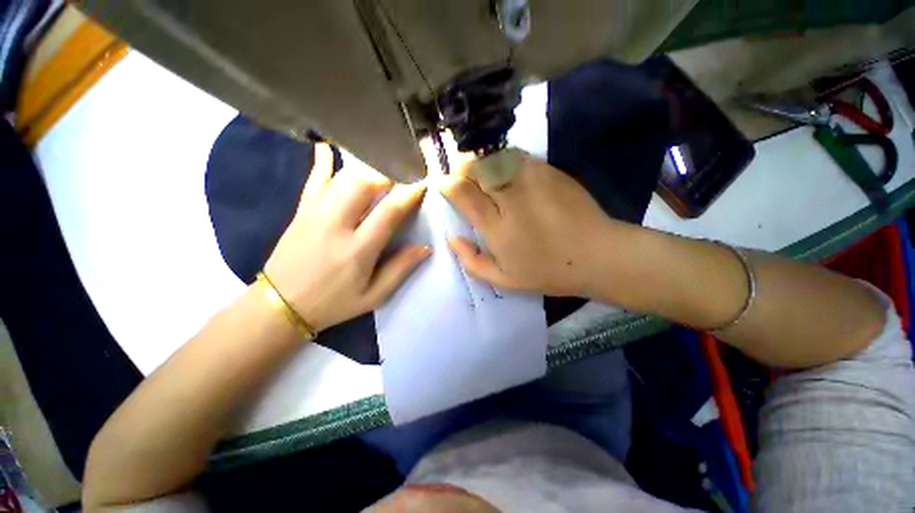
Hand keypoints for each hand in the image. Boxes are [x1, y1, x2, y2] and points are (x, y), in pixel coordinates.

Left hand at [264, 144, 429, 331]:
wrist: (279, 306)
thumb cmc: (333, 304)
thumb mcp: (373, 296)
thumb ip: (400, 269)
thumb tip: (425, 247)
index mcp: (357, 250)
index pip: (389, 212)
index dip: (409, 195)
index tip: (422, 184)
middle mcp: (336, 226)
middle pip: (364, 185)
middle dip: (387, 177)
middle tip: (402, 179)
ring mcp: (314, 215)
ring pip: (342, 179)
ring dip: (366, 172)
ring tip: (381, 173)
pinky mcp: (301, 212)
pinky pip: (313, 181)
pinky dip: (322, 163)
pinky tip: (327, 147)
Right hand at [439, 150, 615, 297]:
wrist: (597, 255)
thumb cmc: (548, 272)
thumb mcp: (504, 280)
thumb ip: (473, 261)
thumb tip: (452, 239)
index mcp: (497, 226)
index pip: (462, 193)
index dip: (447, 184)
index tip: (442, 184)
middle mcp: (511, 198)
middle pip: (476, 167)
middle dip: (461, 168)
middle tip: (461, 177)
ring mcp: (532, 180)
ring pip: (495, 156)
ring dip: (482, 161)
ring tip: (482, 173)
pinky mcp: (550, 171)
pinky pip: (517, 156)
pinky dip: (504, 160)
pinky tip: (507, 172)